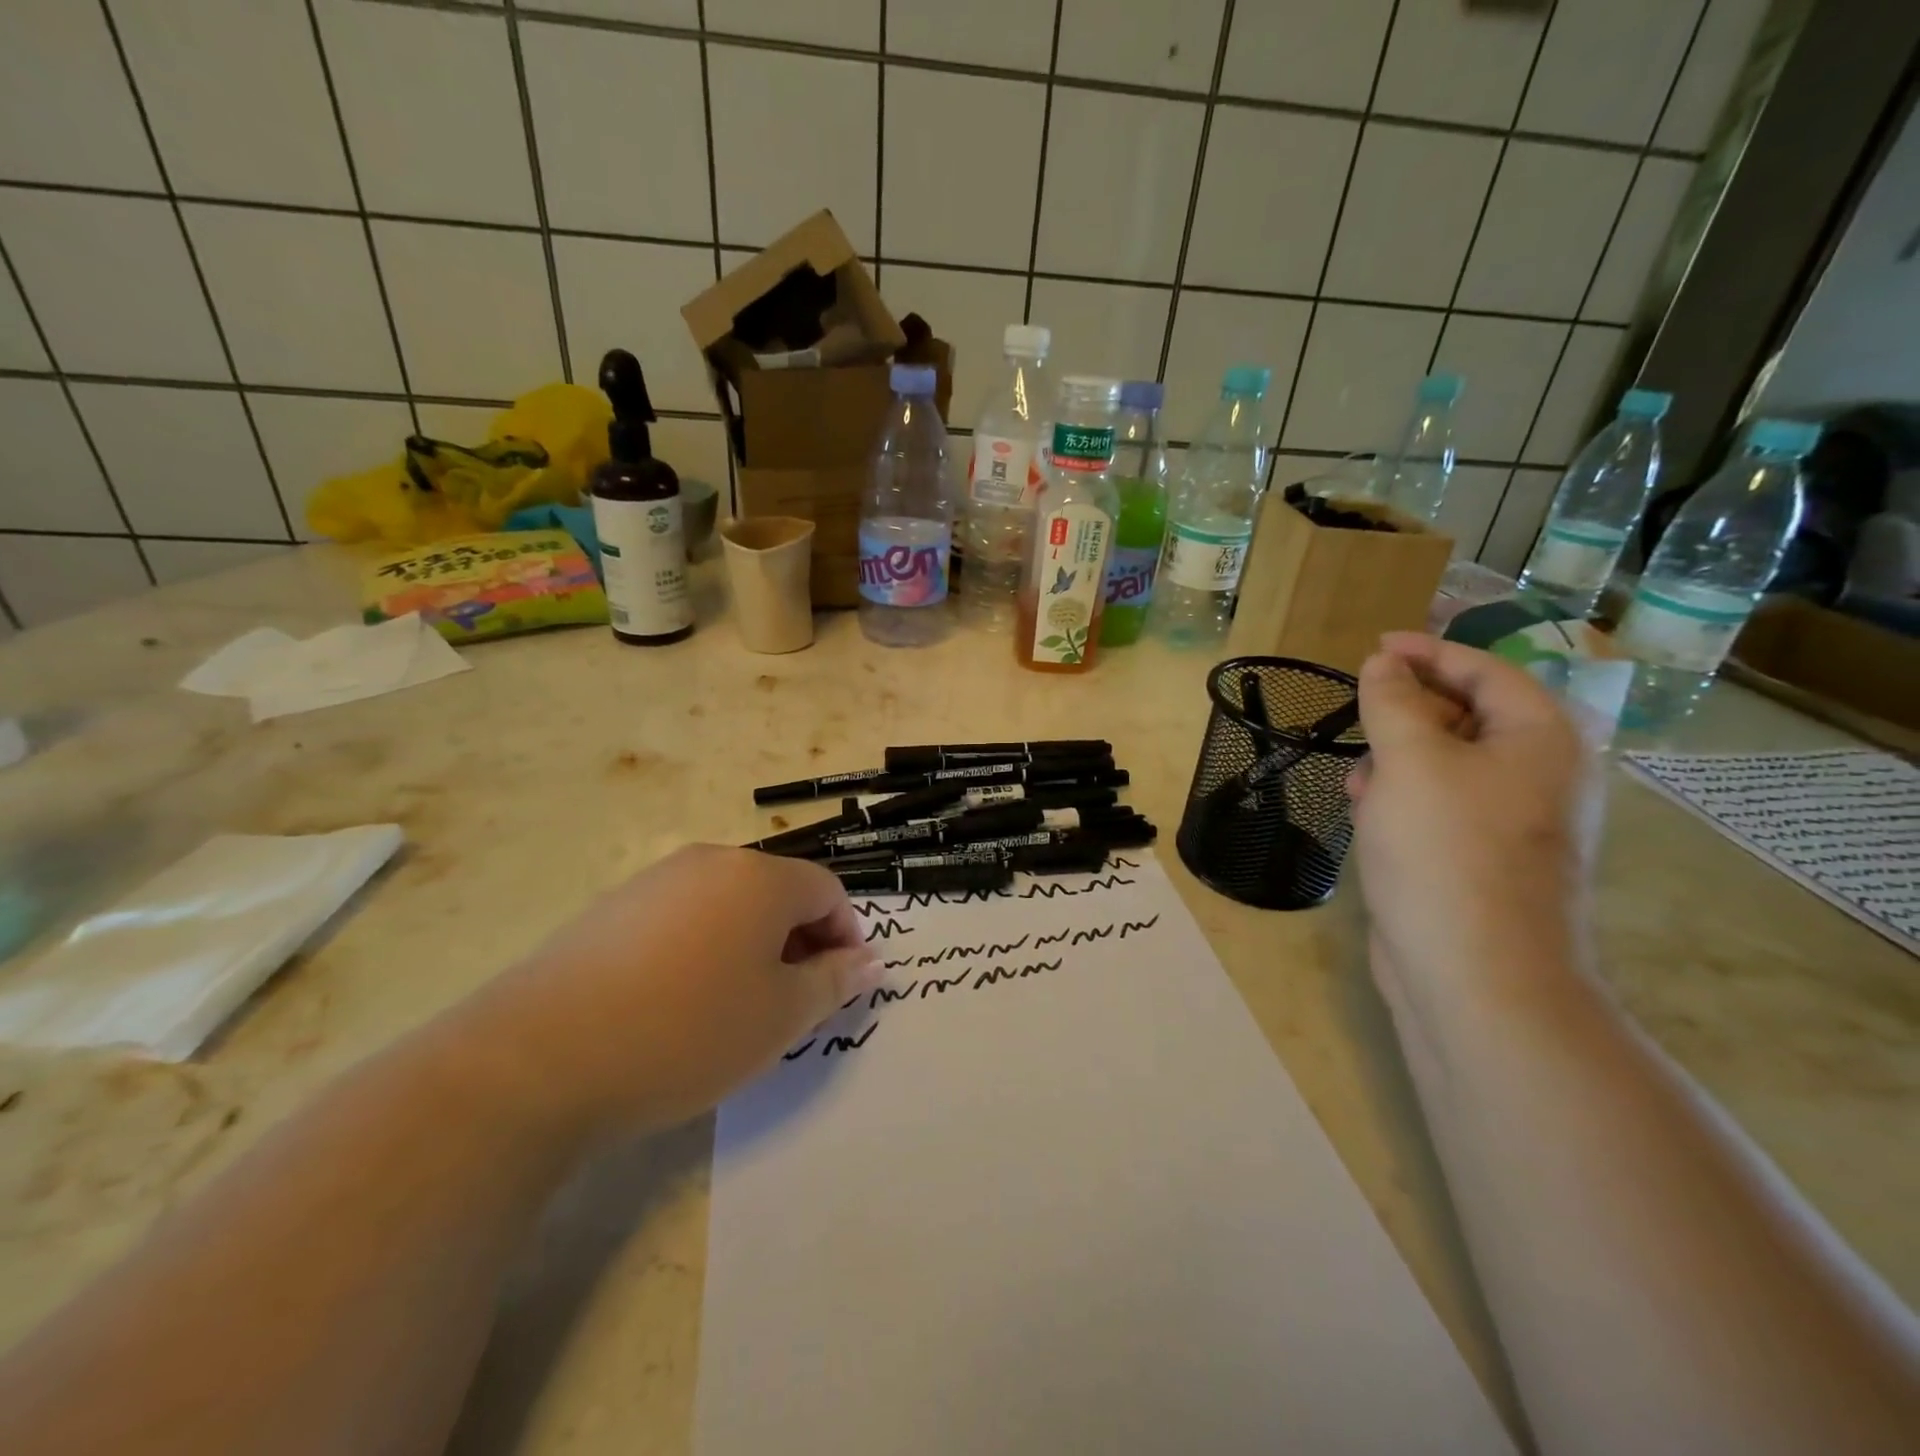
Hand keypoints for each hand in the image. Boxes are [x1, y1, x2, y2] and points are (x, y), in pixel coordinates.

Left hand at [458, 846, 883, 1136]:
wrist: (537, 1060)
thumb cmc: (686, 1031)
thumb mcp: (779, 1017)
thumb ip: (834, 982)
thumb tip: (870, 961)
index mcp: (759, 877)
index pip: (827, 890)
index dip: (847, 936)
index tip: (842, 986)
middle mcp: (710, 862)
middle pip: (777, 892)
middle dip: (800, 942)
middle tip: (795, 1002)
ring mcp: (654, 881)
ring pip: (729, 905)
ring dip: (752, 946)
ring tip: (737, 1007)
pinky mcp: (611, 909)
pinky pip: (682, 918)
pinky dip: (703, 949)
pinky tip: (679, 1003)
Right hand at [1349, 633, 1590, 1016]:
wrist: (1475, 973)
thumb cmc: (1446, 850)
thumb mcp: (1410, 760)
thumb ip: (1392, 702)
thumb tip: (1383, 662)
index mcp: (1541, 739)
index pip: (1487, 670)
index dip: (1429, 652)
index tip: (1374, 646)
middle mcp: (1537, 775)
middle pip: (1468, 716)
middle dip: (1407, 712)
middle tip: (1359, 713)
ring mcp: (1512, 822)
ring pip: (1447, 765)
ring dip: (1397, 760)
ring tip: (1357, 777)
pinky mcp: (1480, 859)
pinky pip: (1438, 807)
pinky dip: (1402, 800)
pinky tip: (1367, 815)